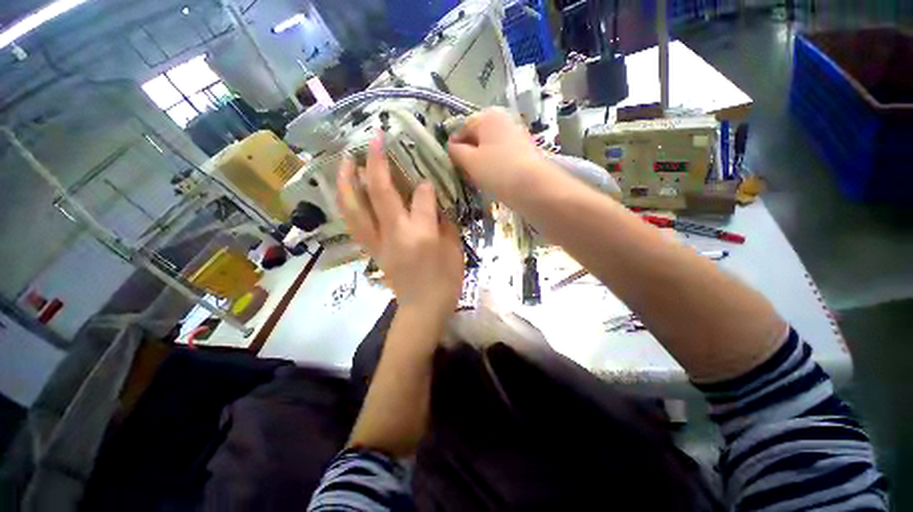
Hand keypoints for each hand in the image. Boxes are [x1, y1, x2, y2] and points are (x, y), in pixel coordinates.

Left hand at [337, 132, 464, 315]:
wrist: (423, 309)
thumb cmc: (446, 281)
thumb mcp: (454, 249)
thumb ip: (443, 221)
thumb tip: (432, 200)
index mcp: (421, 234)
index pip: (421, 197)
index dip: (425, 183)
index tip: (427, 177)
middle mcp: (395, 233)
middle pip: (379, 191)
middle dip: (375, 161)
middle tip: (372, 139)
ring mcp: (378, 241)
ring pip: (355, 206)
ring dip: (347, 180)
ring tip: (345, 160)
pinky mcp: (371, 250)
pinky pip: (354, 222)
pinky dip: (347, 203)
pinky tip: (346, 191)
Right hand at [447, 107, 549, 201]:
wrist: (534, 187)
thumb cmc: (497, 171)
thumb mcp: (470, 161)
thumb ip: (456, 151)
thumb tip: (451, 146)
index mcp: (487, 116)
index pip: (462, 129)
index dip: (455, 147)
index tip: (453, 165)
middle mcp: (503, 120)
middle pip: (478, 137)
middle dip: (469, 154)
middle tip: (467, 173)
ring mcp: (517, 134)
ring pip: (490, 148)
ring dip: (482, 161)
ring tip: (481, 178)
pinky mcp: (525, 150)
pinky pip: (503, 155)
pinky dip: (496, 165)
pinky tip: (495, 179)